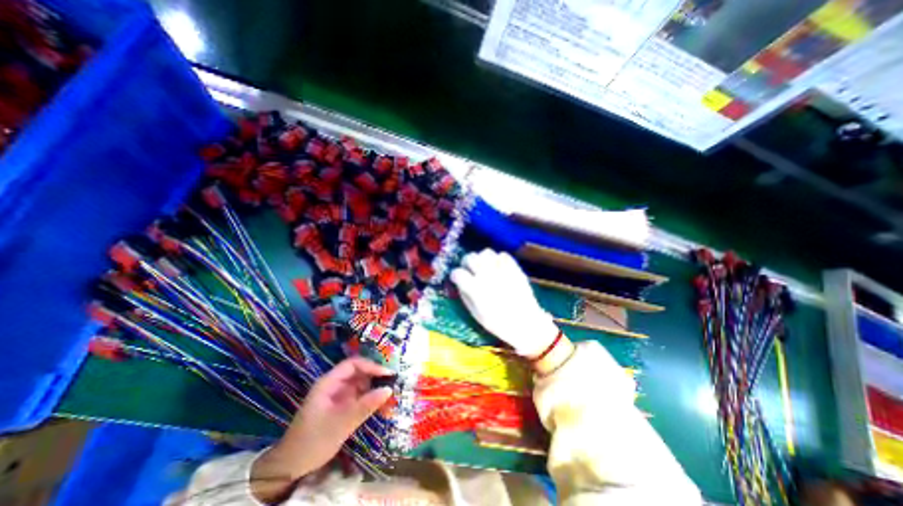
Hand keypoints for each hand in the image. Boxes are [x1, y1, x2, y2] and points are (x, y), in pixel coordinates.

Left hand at [247, 356, 394, 501]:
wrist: (291, 467)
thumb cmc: (313, 440)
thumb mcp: (341, 423)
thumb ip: (365, 405)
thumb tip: (389, 390)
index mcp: (329, 382)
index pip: (353, 365)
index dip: (371, 366)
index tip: (387, 374)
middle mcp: (335, 385)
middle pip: (359, 373)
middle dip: (376, 377)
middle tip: (393, 383)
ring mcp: (339, 396)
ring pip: (361, 385)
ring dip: (375, 389)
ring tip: (390, 396)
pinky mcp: (342, 406)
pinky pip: (360, 398)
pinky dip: (371, 400)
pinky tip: (382, 407)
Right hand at [449, 250, 558, 355]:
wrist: (526, 323)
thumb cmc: (498, 323)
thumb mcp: (476, 314)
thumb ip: (465, 296)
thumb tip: (460, 284)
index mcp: (475, 289)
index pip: (458, 273)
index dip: (455, 275)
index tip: (457, 278)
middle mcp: (487, 275)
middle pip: (470, 257)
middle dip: (466, 262)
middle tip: (469, 269)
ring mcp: (501, 270)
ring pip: (486, 252)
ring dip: (482, 258)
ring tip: (484, 266)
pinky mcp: (514, 268)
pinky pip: (503, 255)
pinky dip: (498, 259)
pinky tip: (498, 267)